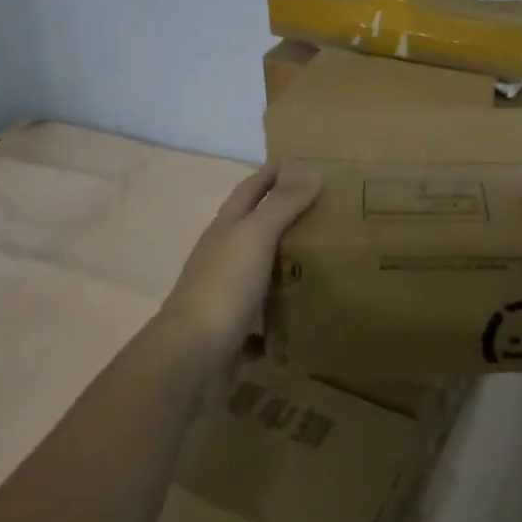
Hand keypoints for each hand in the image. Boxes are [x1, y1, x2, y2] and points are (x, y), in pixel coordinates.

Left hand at [161, 163, 321, 361]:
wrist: (191, 358)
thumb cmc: (224, 285)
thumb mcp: (256, 235)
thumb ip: (283, 203)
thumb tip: (312, 169)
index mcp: (227, 227)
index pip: (252, 188)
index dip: (275, 172)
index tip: (307, 163)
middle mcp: (224, 255)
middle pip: (257, 228)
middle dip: (287, 217)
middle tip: (330, 211)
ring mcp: (227, 294)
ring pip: (262, 271)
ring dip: (288, 264)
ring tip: (329, 260)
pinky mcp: (234, 329)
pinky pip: (264, 316)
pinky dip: (282, 313)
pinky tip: (306, 313)